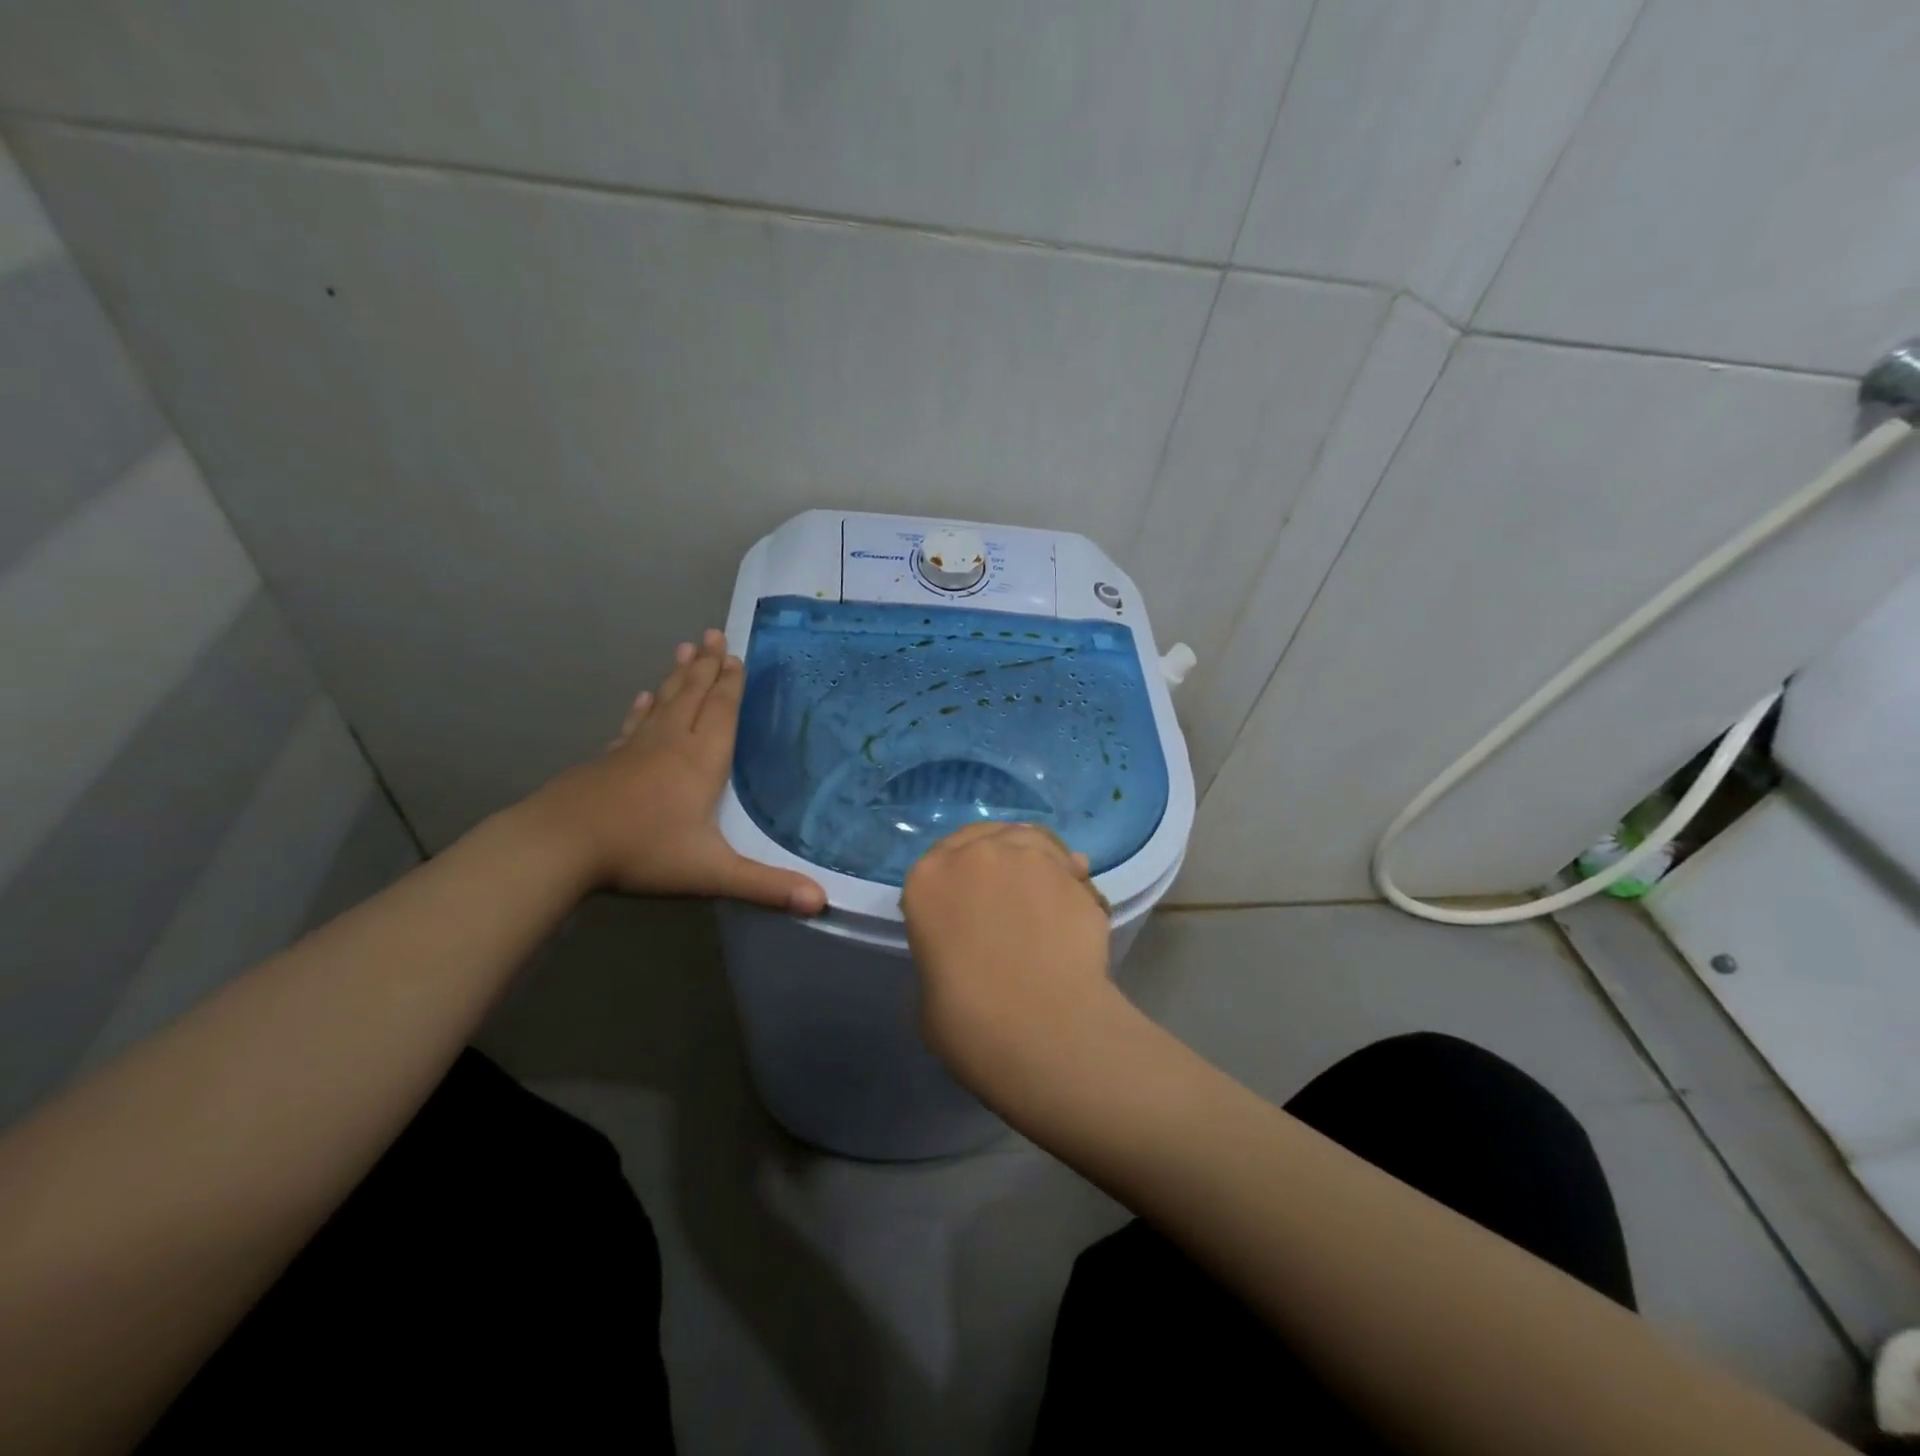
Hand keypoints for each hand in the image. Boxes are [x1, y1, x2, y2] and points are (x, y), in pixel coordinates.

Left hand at [528, 629, 825, 912]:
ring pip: (664, 703)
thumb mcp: (711, 872)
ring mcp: (635, 750)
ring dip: (677, 676)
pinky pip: (633, 726)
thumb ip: (766, 886)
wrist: (560, 845)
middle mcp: (671, 745)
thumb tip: (821, 902)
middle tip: (714, 633)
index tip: (736, 655)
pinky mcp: (607, 761)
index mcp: (701, 761)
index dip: (732, 684)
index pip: (722, 712)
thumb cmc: (642, 852)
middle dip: (708, 666)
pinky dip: (642, 709)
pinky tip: (643, 698)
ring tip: (685, 648)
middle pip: (694, 696)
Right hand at [901, 822, 1115, 1102]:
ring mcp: (1027, 857)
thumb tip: (967, 948)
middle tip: (1003, 894)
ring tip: (1042, 890)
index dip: (953, 880)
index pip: (936, 860)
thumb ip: (943, 950)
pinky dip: (1068, 876)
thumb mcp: (929, 987)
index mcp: (927, 880)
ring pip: (1027, 839)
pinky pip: (1067, 865)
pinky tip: (1074, 901)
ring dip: (1031, 857)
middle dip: (991, 858)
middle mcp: (975, 854)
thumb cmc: (969, 1023)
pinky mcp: (1071, 872)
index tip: (965, 902)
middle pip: (982, 838)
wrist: (1043, 1030)